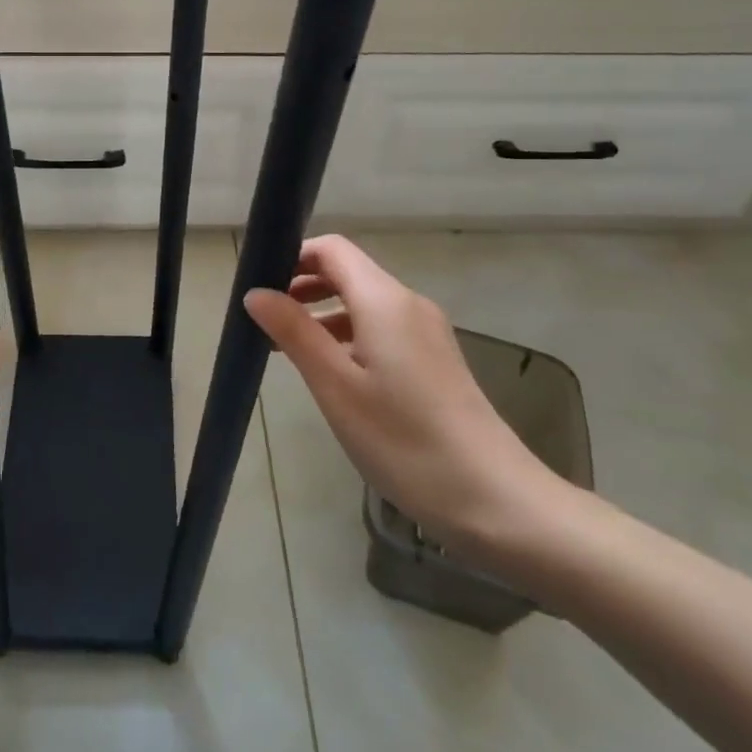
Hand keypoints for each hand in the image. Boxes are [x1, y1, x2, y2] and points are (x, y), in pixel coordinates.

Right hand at [245, 236, 567, 560]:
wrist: (496, 501)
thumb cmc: (405, 441)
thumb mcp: (336, 387)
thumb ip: (294, 332)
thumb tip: (255, 292)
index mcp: (384, 300)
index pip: (332, 249)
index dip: (292, 257)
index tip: (259, 286)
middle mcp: (408, 304)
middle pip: (347, 272)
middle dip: (302, 286)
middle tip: (265, 320)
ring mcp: (426, 332)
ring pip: (363, 302)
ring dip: (323, 313)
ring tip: (288, 349)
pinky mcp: (434, 360)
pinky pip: (381, 327)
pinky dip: (348, 335)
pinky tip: (332, 373)